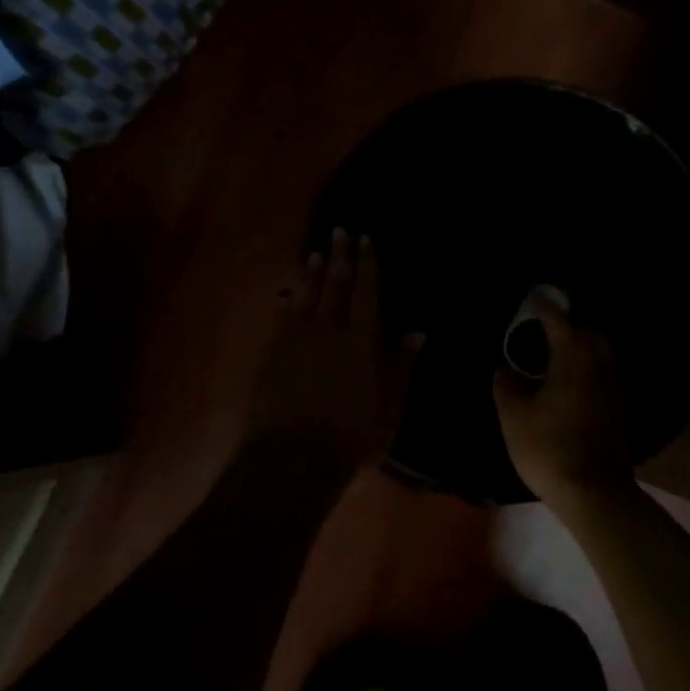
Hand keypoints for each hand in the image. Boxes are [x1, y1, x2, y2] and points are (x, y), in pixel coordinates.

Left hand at [246, 229, 423, 471]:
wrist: (291, 458)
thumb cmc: (351, 437)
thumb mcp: (390, 409)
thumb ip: (402, 368)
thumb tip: (418, 333)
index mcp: (360, 341)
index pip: (366, 292)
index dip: (367, 265)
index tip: (366, 240)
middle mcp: (327, 330)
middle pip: (334, 285)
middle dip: (339, 256)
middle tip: (340, 232)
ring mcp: (295, 340)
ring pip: (305, 296)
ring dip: (312, 273)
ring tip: (316, 252)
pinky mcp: (272, 354)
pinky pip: (283, 316)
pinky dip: (290, 300)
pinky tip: (290, 293)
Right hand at [493, 295, 633, 503]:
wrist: (593, 491)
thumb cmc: (548, 448)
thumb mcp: (514, 417)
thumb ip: (507, 387)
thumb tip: (505, 370)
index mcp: (573, 359)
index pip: (559, 321)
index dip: (545, 306)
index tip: (534, 295)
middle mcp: (600, 366)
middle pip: (590, 332)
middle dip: (571, 325)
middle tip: (546, 328)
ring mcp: (614, 388)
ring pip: (601, 354)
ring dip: (582, 347)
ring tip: (556, 355)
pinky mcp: (618, 409)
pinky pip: (604, 374)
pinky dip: (588, 368)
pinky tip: (570, 383)